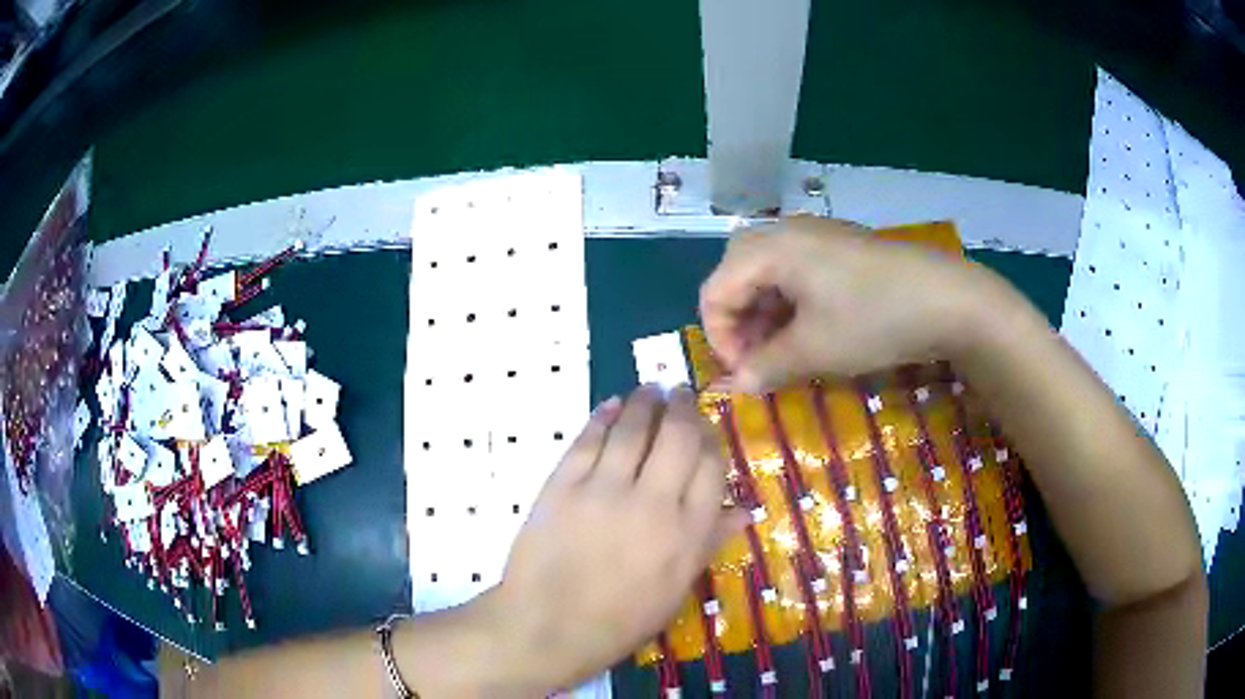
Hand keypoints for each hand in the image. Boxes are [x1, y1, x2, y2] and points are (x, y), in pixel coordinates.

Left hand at [491, 385, 745, 691]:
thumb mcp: (676, 591)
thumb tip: (744, 510)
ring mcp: (604, 489)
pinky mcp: (563, 484)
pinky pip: (589, 438)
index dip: (712, 439)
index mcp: (687, 533)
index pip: (712, 467)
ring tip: (650, 389)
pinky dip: (604, 415)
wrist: (548, 627)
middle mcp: (652, 502)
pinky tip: (612, 405)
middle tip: (681, 393)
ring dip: (645, 401)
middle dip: (683, 407)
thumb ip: (709, 544)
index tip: (706, 429)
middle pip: (678, 436)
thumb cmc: (620, 620)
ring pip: (634, 427)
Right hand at [699, 217, 991, 391]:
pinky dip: (790, 302)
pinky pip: (796, 270)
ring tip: (784, 351)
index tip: (743, 374)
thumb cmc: (874, 320)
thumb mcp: (814, 351)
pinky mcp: (841, 246)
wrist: (948, 299)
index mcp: (771, 249)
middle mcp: (787, 232)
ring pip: (767, 272)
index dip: (720, 338)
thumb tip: (732, 387)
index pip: (716, 291)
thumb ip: (764, 367)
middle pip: (736, 274)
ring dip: (764, 314)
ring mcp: (817, 235)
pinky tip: (811, 329)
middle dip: (738, 322)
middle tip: (759, 359)